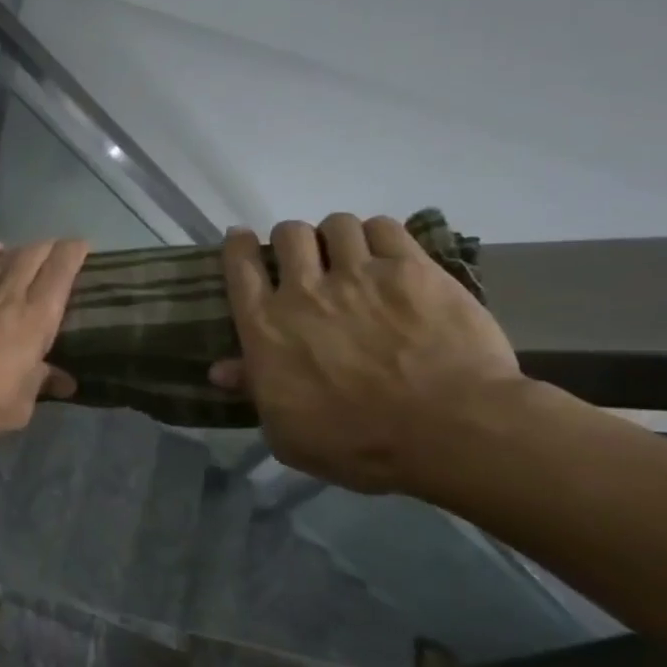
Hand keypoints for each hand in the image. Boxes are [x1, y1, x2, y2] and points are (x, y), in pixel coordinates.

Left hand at [0, 239, 87, 440]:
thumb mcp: (17, 408)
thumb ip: (40, 386)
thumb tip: (63, 380)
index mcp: (34, 321)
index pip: (59, 274)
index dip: (73, 254)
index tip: (83, 245)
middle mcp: (7, 298)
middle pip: (31, 258)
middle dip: (49, 247)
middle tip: (59, 248)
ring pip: (2, 261)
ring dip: (19, 250)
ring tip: (29, 248)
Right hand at [209, 215, 525, 492]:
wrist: (446, 429)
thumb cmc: (355, 442)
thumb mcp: (286, 432)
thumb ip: (254, 391)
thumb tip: (220, 370)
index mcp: (266, 328)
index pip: (240, 268)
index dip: (238, 247)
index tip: (242, 240)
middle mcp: (304, 290)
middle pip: (288, 234)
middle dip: (292, 241)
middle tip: (306, 259)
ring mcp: (360, 274)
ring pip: (336, 224)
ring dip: (336, 236)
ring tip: (349, 254)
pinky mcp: (412, 269)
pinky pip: (385, 228)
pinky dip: (378, 235)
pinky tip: (386, 253)